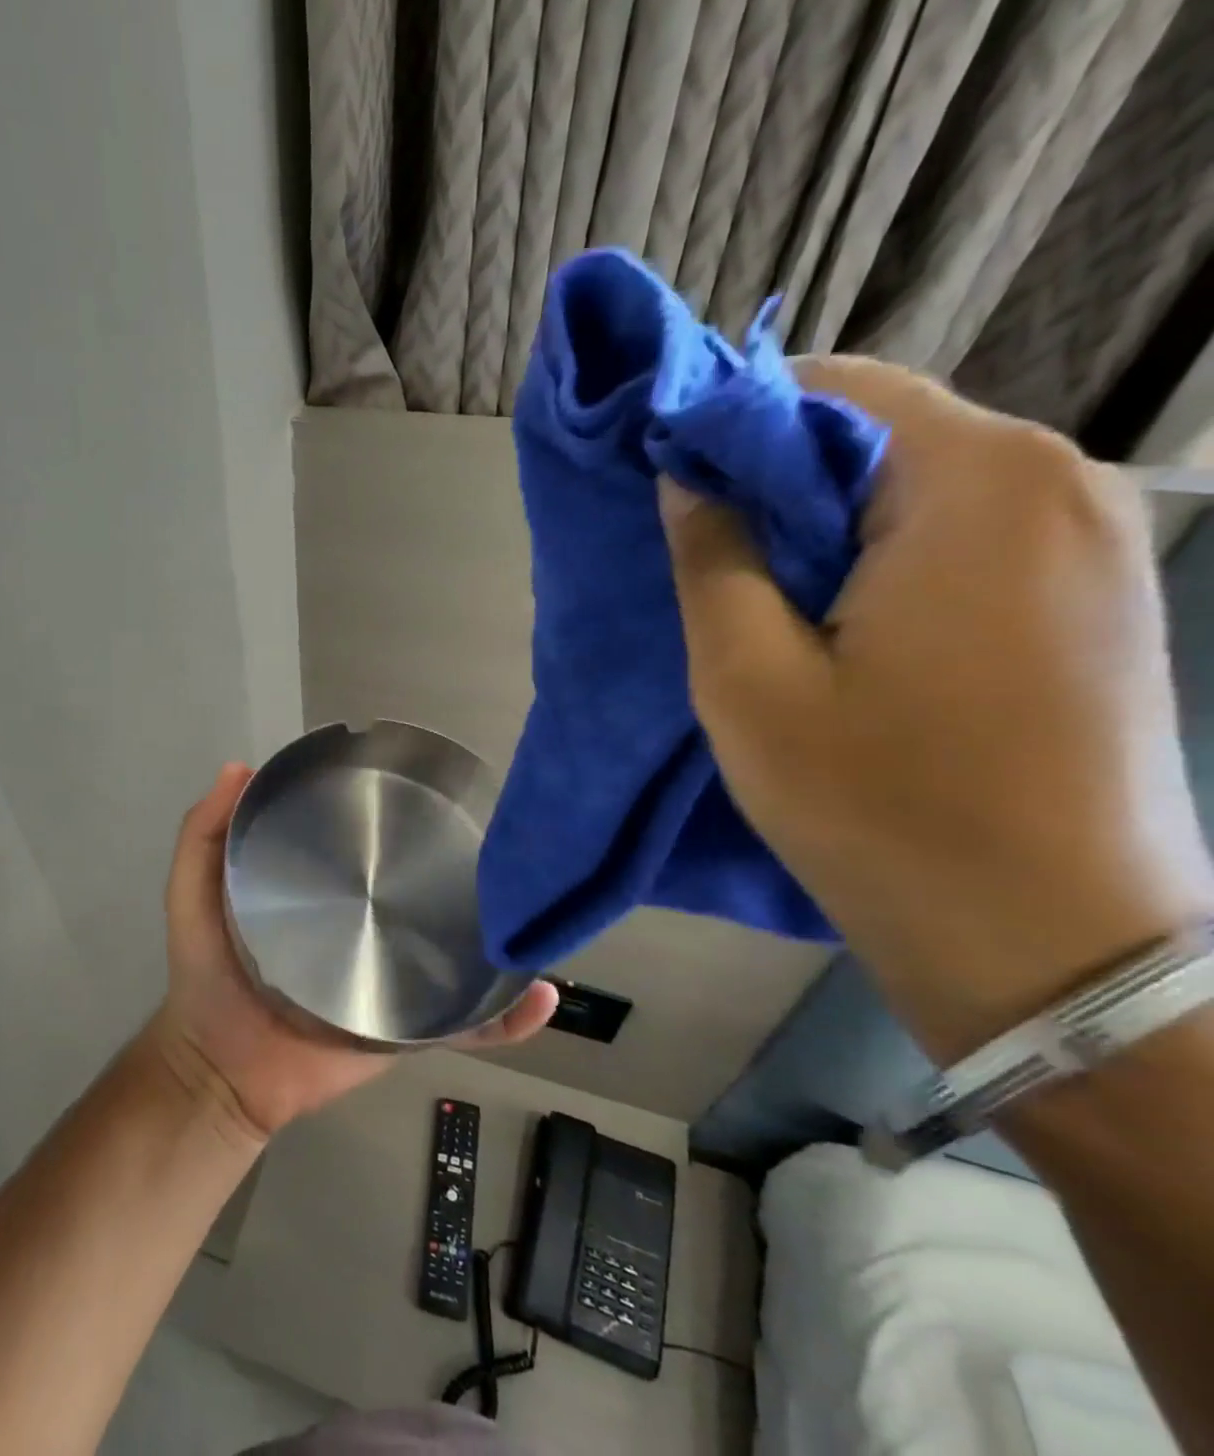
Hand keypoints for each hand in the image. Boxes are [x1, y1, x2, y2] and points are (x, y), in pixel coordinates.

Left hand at [147, 763, 557, 1139]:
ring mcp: (395, 978)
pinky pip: (466, 1024)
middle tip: (502, 839)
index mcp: (328, 892)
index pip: (372, 847)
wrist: (222, 1070)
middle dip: (466, 867)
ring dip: (501, 935)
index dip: (396, 817)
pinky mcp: (409, 1029)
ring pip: (460, 952)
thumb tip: (236, 766)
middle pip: (426, 894)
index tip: (426, 783)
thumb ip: (203, 833)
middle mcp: (370, 927)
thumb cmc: (206, 976)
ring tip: (537, 904)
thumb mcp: (192, 892)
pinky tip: (537, 994)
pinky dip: (507, 1017)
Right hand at [660, 356, 1213, 1060]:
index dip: (735, 421)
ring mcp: (1094, 539)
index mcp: (974, 482)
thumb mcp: (748, 677)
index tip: (667, 480)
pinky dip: (883, 556)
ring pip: (921, 487)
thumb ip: (713, 557)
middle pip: (883, 433)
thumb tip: (685, 474)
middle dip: (777, 477)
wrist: (1047, 940)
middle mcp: (1058, 482)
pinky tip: (836, 624)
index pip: (835, 387)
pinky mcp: (1095, 596)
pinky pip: (965, 536)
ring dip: (826, 524)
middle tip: (699, 551)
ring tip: (756, 596)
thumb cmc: (875, 800)